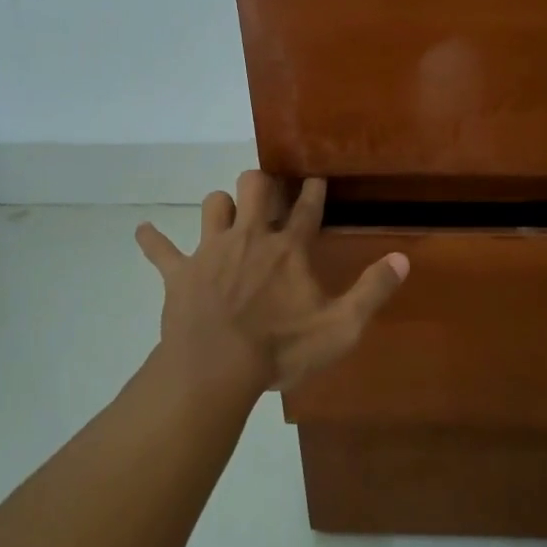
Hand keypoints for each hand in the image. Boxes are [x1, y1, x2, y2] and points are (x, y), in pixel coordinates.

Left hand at [135, 172, 408, 392]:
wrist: (216, 369)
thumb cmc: (281, 349)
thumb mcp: (340, 327)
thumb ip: (372, 291)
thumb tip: (403, 259)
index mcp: (289, 249)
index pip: (309, 209)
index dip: (315, 191)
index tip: (317, 177)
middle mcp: (251, 238)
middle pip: (255, 188)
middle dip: (263, 183)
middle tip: (268, 190)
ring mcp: (212, 251)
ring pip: (213, 205)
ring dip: (221, 206)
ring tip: (227, 214)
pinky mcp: (181, 273)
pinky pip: (161, 250)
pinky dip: (152, 241)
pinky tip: (143, 232)